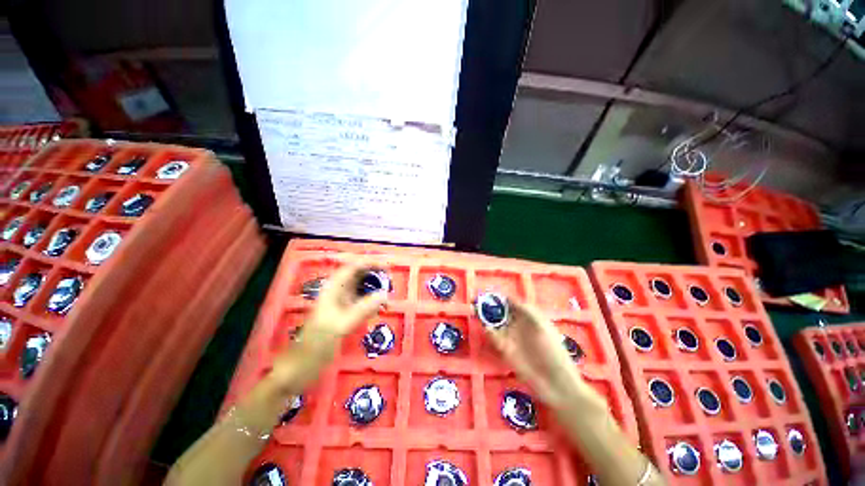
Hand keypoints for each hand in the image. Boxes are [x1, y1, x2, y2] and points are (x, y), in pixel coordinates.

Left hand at [269, 263, 386, 394]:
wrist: (299, 369)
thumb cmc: (315, 345)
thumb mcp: (340, 326)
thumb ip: (363, 309)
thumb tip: (385, 294)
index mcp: (333, 289)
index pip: (353, 267)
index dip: (371, 263)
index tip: (388, 267)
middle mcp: (338, 292)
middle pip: (359, 275)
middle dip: (375, 276)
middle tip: (392, 283)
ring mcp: (341, 304)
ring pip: (362, 289)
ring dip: (375, 290)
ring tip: (388, 299)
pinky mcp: (345, 315)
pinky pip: (362, 303)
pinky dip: (372, 303)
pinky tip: (380, 310)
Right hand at [485, 299, 600, 408]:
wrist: (556, 383)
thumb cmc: (553, 351)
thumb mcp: (542, 326)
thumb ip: (526, 310)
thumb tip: (508, 297)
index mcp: (528, 316)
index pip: (510, 302)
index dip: (499, 296)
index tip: (487, 291)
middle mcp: (517, 324)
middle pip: (499, 310)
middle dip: (488, 304)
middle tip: (475, 299)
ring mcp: (510, 336)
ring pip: (494, 322)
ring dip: (484, 315)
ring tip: (473, 308)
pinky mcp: (504, 349)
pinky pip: (492, 336)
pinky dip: (486, 330)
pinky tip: (482, 325)